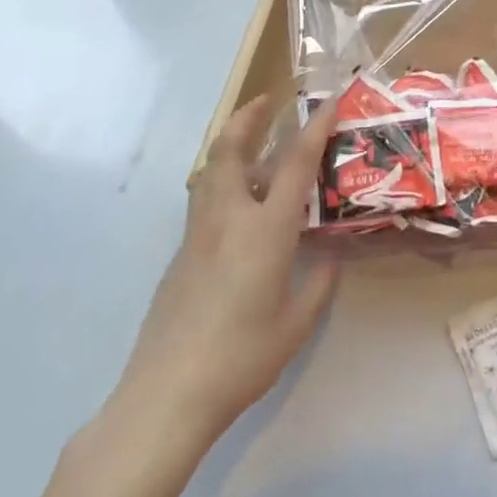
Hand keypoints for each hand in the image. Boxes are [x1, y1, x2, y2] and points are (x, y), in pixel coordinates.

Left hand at [106, 95, 336, 451]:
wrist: (166, 396)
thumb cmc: (241, 358)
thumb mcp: (297, 323)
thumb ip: (319, 282)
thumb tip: (329, 257)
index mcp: (265, 230)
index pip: (294, 163)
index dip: (314, 127)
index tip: (329, 101)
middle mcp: (228, 219)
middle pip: (231, 150)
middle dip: (248, 117)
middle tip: (268, 101)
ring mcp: (198, 235)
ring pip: (210, 171)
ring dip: (232, 146)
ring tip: (256, 146)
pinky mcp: (180, 255)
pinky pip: (204, 200)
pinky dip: (224, 181)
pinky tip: (242, 205)